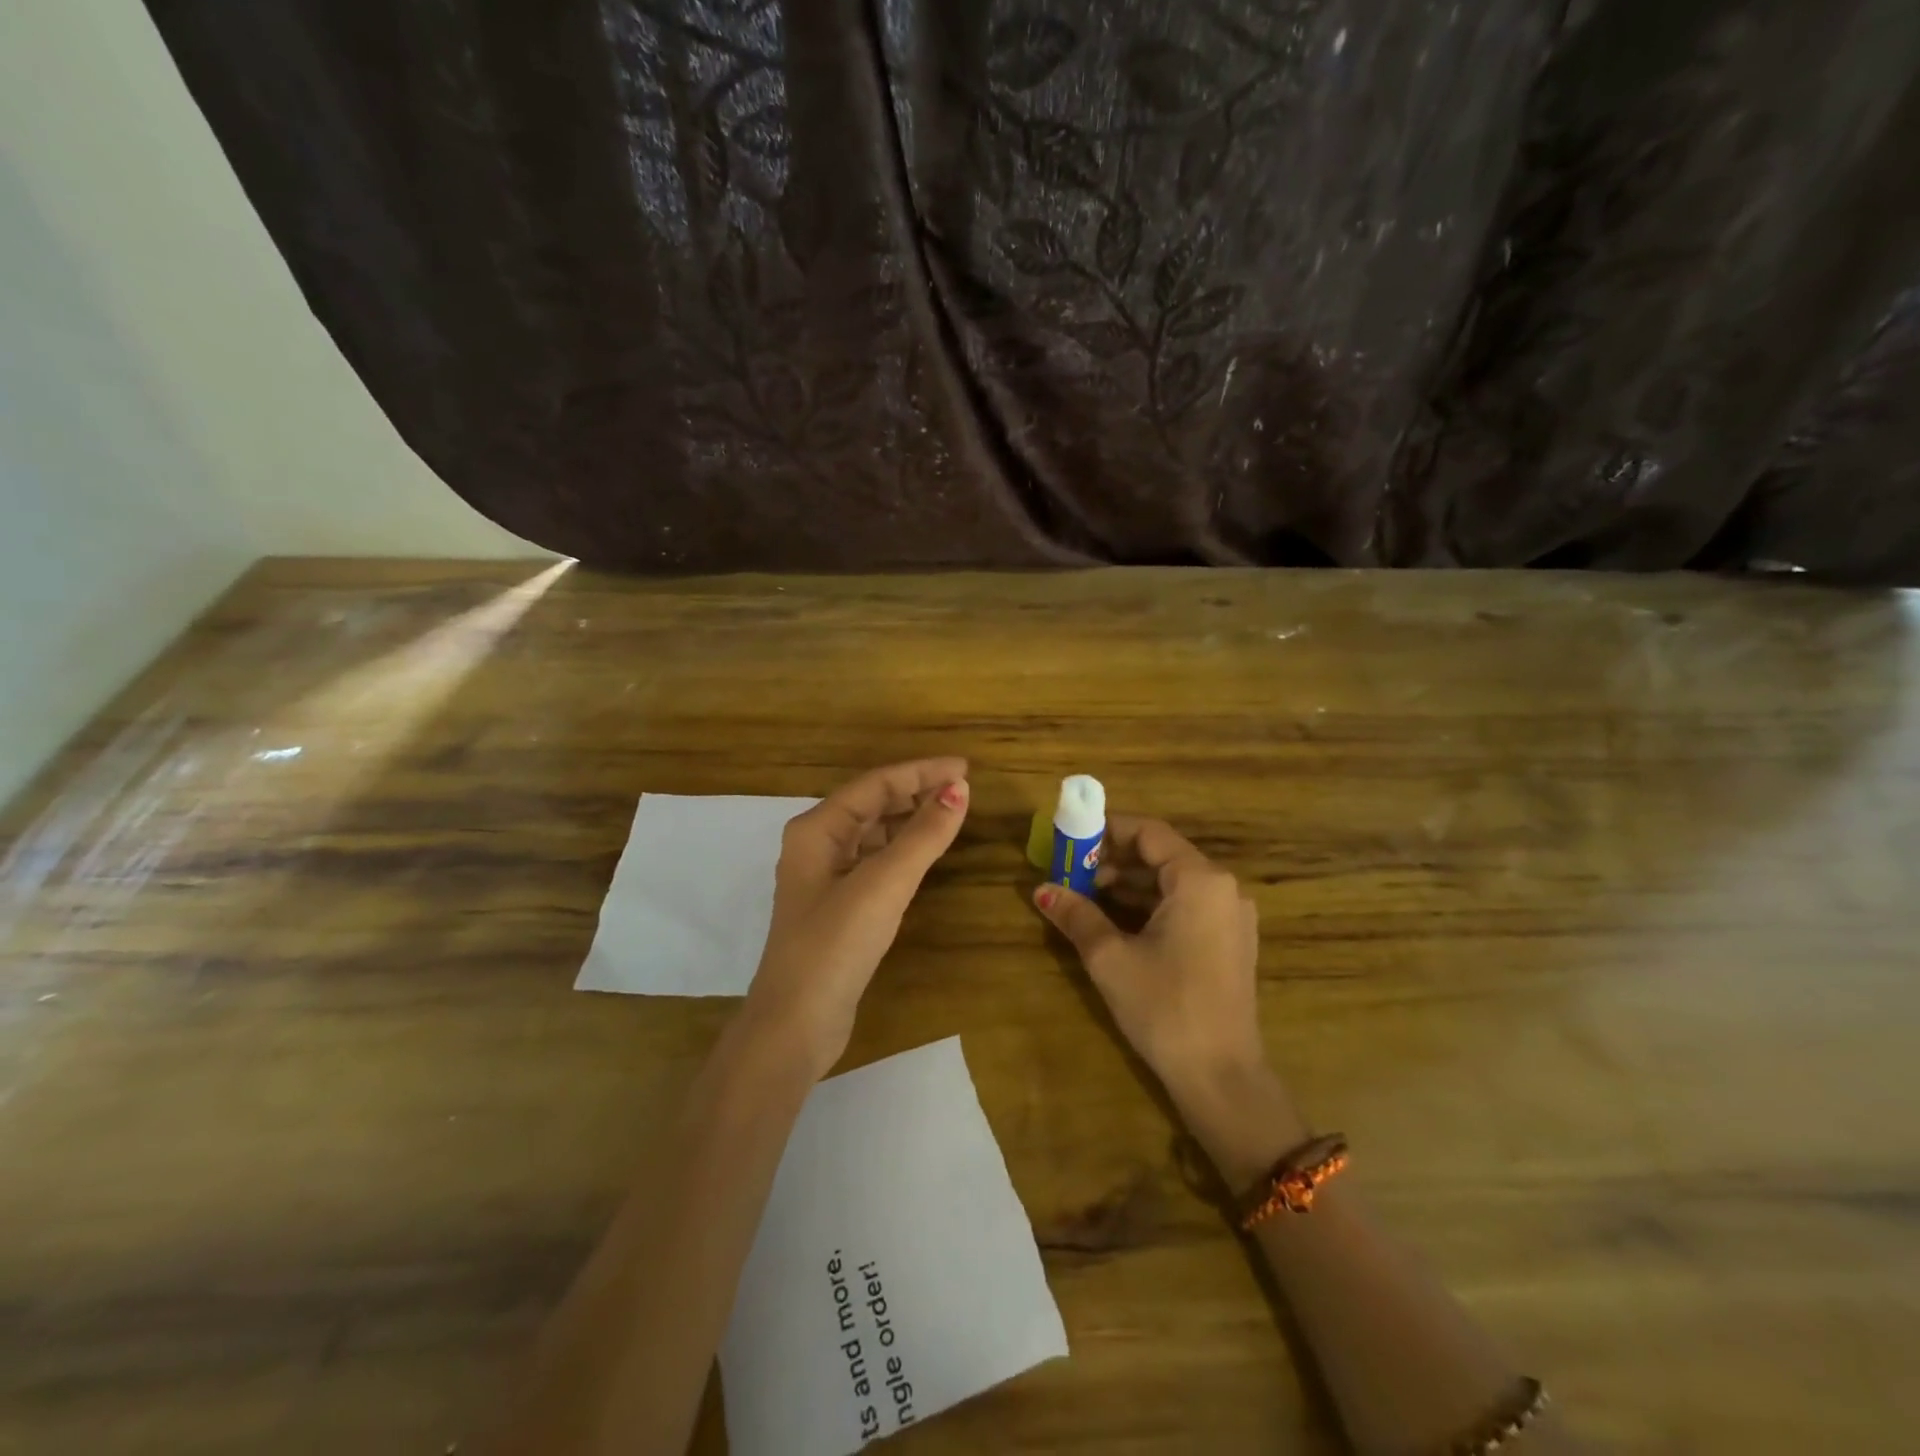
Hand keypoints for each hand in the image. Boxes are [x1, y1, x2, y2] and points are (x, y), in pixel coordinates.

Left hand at [741, 758, 969, 1079]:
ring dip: (910, 821)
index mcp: (817, 829)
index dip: (921, 772)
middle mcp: (817, 845)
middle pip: (872, 804)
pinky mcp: (837, 908)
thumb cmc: (835, 944)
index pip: (876, 784)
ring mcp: (825, 879)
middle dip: (916, 793)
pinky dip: (902, 852)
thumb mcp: (884, 884)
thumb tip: (960, 790)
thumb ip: (923, 835)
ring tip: (950, 815)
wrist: (795, 1025)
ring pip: (873, 834)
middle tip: (963, 791)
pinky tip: (924, 856)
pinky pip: (875, 863)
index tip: (965, 769)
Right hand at [1032, 816, 1270, 1111]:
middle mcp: (1223, 889)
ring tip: (1086, 895)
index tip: (1072, 838)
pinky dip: (1151, 905)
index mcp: (1200, 880)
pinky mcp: (1230, 942)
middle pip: (1162, 855)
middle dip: (1114, 859)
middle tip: (1072, 871)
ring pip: (1173, 883)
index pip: (1149, 833)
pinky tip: (1117, 920)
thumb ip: (1077, 915)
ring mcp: (1231, 917)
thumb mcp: (1110, 957)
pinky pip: (1186, 906)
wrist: (1221, 1077)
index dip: (1108, 830)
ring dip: (1130, 884)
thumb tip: (1042, 890)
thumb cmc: (1164, 1007)